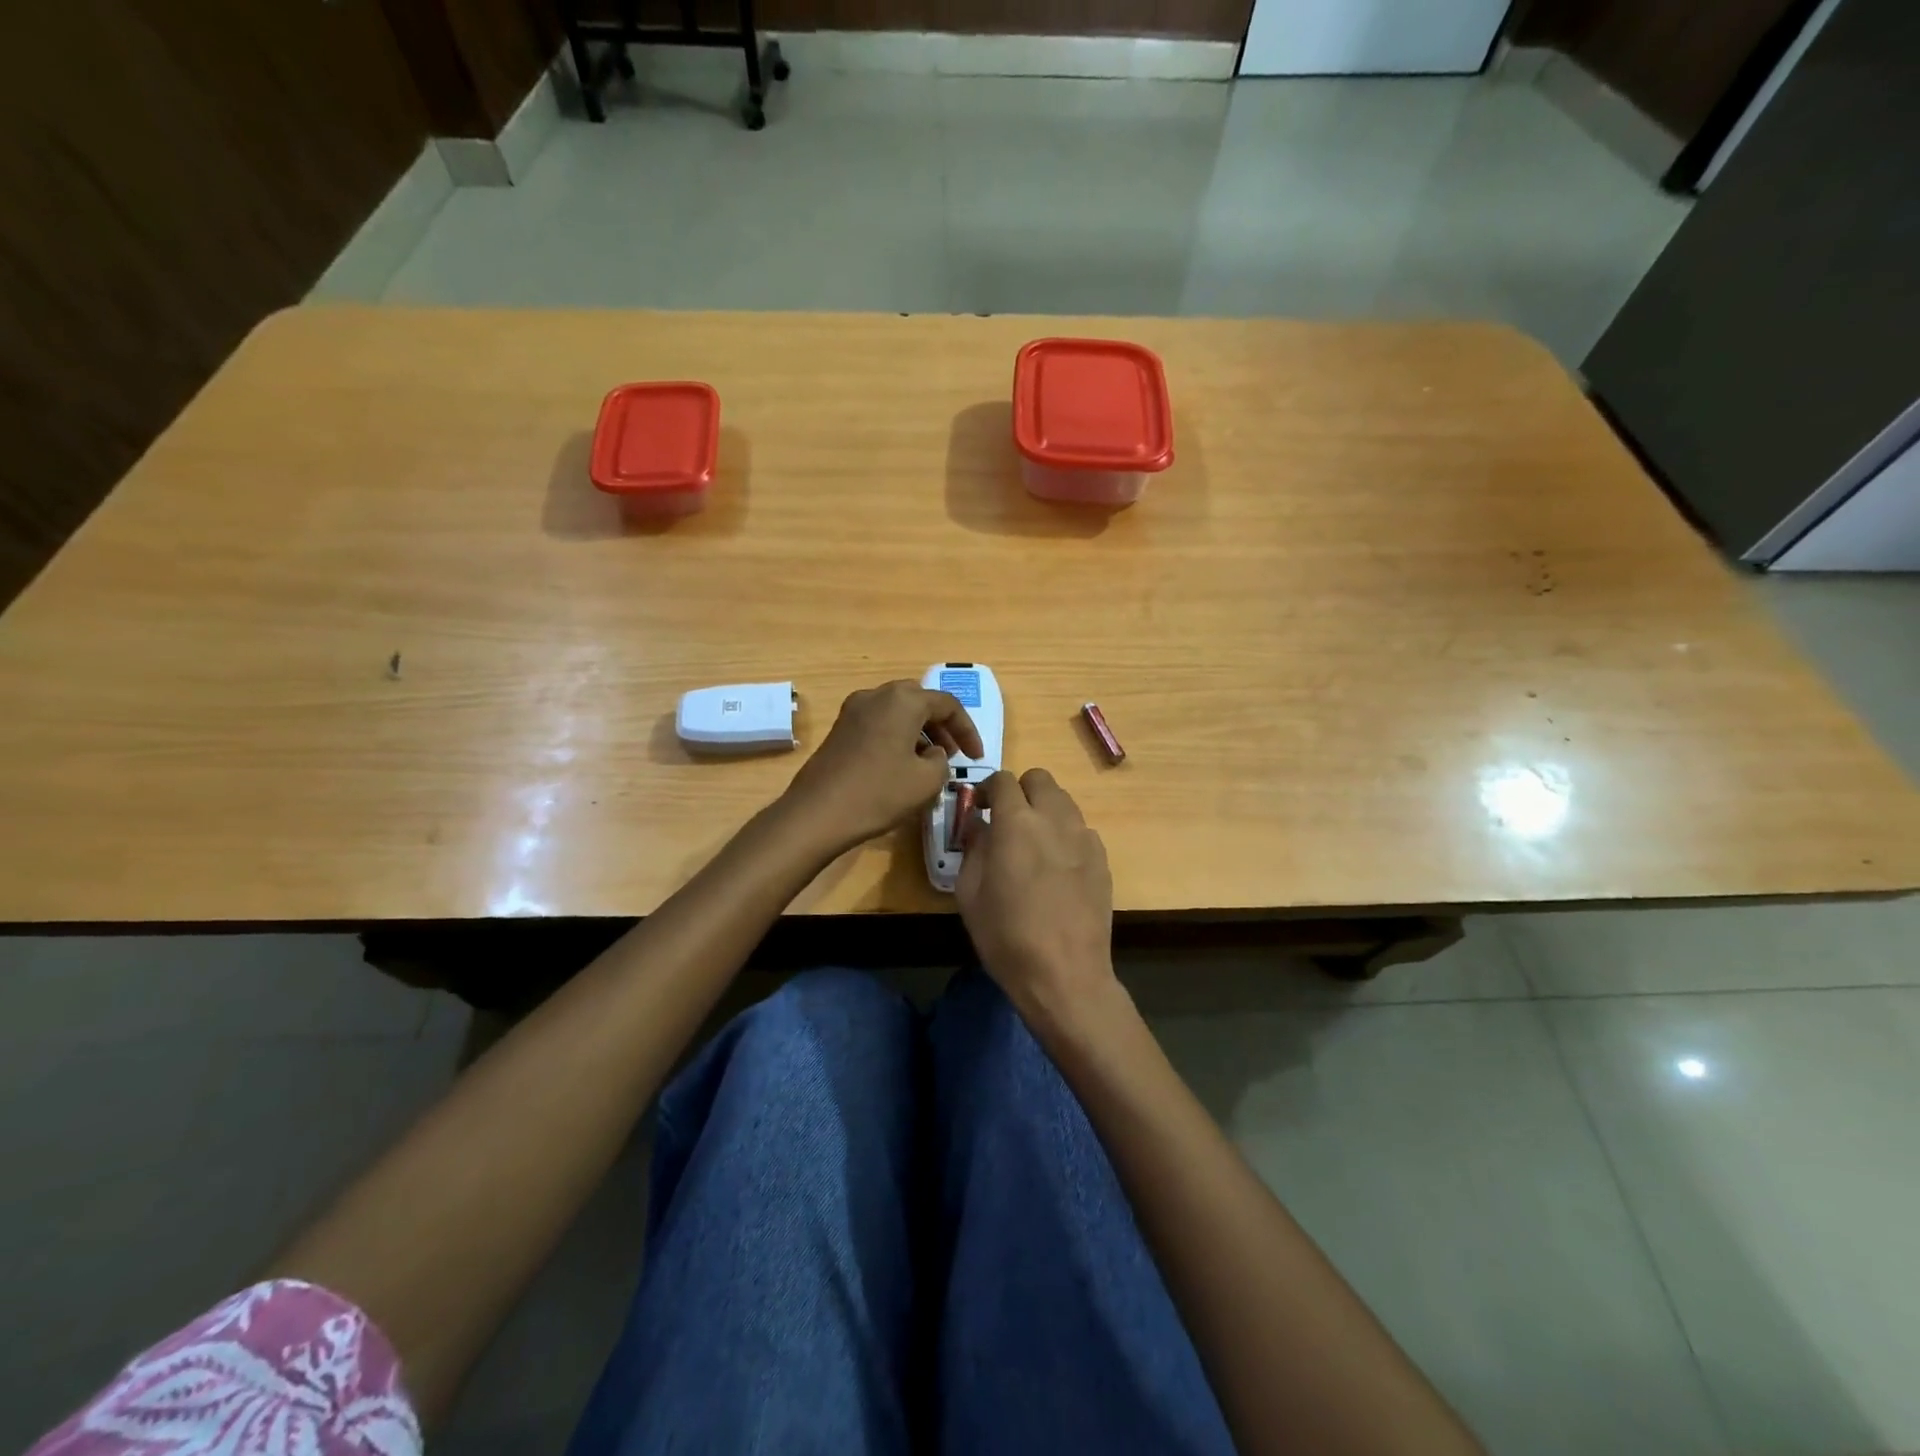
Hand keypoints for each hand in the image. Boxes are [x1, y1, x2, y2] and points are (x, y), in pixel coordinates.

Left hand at [781, 679, 982, 854]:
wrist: (818, 813)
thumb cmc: (879, 793)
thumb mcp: (927, 780)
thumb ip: (941, 760)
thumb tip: (932, 752)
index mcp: (903, 700)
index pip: (947, 704)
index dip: (968, 730)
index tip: (977, 757)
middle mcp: (877, 695)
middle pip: (920, 701)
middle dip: (942, 725)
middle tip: (953, 753)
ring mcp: (853, 710)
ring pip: (897, 711)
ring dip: (919, 731)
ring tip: (929, 762)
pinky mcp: (839, 729)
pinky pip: (878, 723)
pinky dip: (897, 736)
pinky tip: (901, 765)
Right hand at [957, 768, 1115, 1021]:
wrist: (1065, 975)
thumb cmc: (1006, 936)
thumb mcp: (969, 893)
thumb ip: (974, 848)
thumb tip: (980, 826)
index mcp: (1017, 823)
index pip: (1003, 780)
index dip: (989, 790)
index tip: (982, 809)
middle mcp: (1054, 819)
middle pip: (1040, 779)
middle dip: (1021, 791)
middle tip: (1009, 821)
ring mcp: (1084, 837)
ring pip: (1064, 801)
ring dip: (1045, 811)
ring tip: (1034, 845)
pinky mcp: (1103, 859)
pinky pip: (1081, 830)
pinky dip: (1066, 836)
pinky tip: (1058, 870)